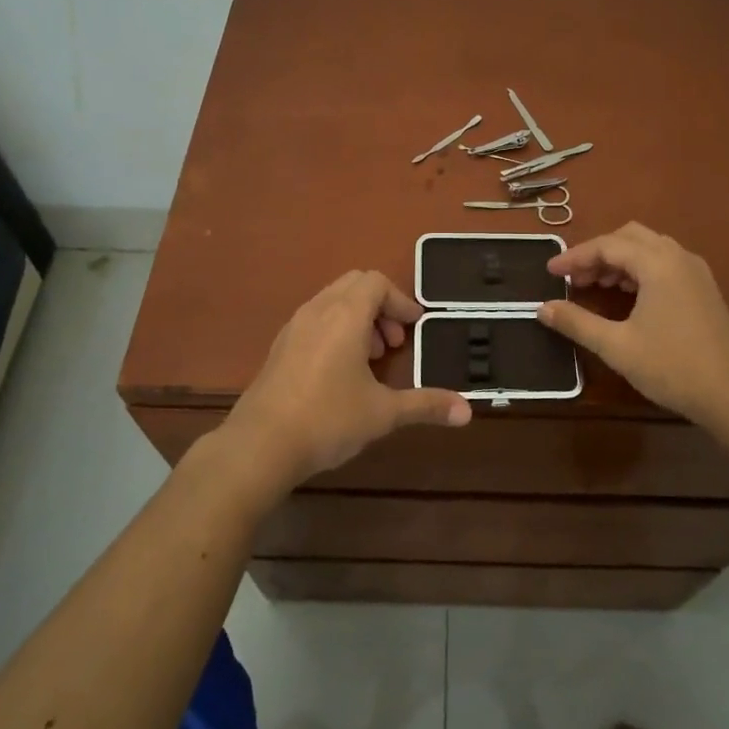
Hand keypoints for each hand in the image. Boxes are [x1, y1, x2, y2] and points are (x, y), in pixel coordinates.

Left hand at [218, 271, 472, 500]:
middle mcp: (318, 310)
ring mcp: (294, 327)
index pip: (376, 282)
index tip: (416, 327)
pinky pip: (315, 320)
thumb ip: (426, 405)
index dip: (401, 300)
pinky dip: (336, 330)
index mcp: (345, 315)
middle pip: (354, 285)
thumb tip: (468, 412)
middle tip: (395, 342)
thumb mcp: (384, 413)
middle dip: (381, 306)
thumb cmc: (328, 420)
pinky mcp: (279, 347)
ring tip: (371, 359)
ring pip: (332, 301)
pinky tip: (341, 372)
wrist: (260, 446)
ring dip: (358, 319)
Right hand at [540, 223, 728, 431]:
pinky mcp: (703, 288)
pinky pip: (664, 263)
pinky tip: (627, 295)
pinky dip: (639, 269)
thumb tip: (542, 308)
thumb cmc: (672, 367)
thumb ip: (576, 322)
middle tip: (574, 278)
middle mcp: (678, 257)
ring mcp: (695, 271)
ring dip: (619, 260)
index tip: (550, 272)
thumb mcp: (616, 346)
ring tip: (595, 286)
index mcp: (658, 263)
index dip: (575, 257)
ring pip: (649, 248)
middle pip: (629, 237)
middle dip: (598, 253)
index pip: (607, 245)